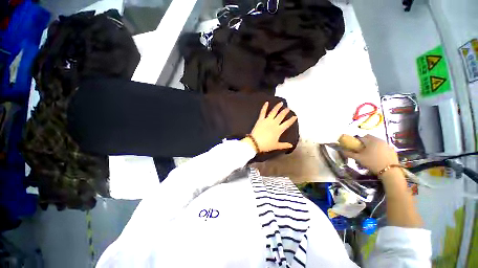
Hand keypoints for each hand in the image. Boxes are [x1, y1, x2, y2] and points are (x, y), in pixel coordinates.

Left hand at [243, 102, 297, 152]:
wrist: (255, 142)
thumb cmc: (266, 145)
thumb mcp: (276, 146)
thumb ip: (284, 145)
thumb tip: (291, 146)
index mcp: (279, 129)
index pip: (287, 123)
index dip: (292, 120)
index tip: (295, 116)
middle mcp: (274, 123)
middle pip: (281, 116)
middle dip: (285, 111)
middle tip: (288, 108)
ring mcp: (267, 120)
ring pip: (273, 112)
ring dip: (277, 107)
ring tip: (281, 103)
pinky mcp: (260, 120)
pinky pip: (263, 112)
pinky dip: (264, 107)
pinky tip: (266, 102)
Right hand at [342, 135, 398, 174]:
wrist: (390, 171)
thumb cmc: (372, 163)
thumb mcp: (359, 159)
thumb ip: (349, 154)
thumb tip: (342, 150)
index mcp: (370, 141)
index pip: (360, 138)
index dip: (356, 141)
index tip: (354, 147)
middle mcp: (379, 140)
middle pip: (369, 137)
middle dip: (364, 141)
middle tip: (362, 149)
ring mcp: (387, 144)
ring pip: (377, 141)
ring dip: (372, 145)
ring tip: (370, 153)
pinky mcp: (392, 150)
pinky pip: (383, 146)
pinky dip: (379, 149)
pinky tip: (378, 156)